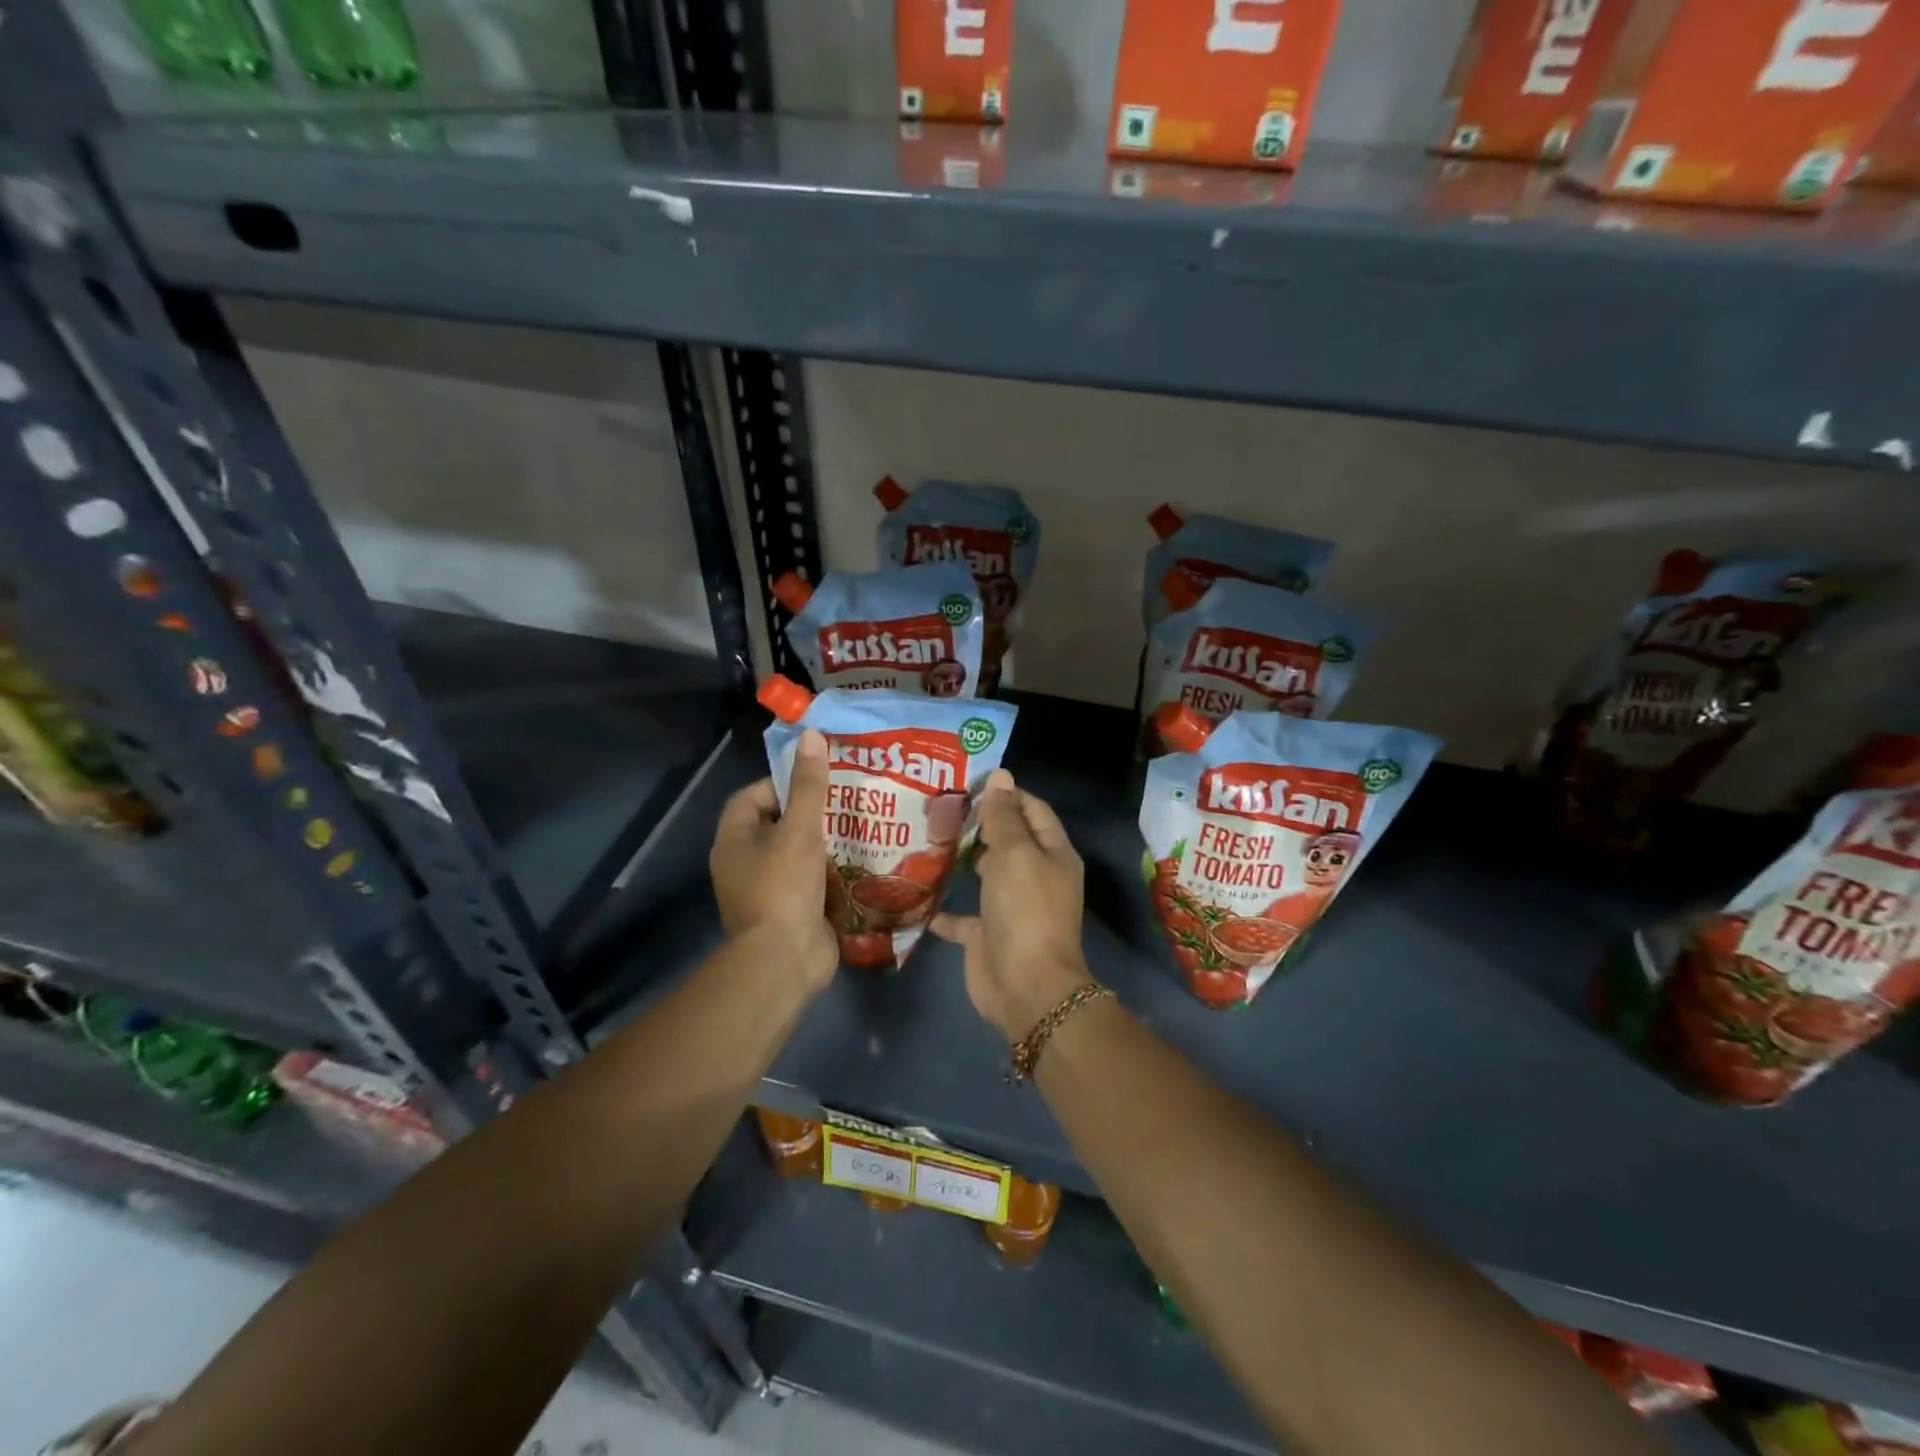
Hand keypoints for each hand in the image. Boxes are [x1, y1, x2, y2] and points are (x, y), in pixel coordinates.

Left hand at [710, 729, 836, 993]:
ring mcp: (767, 890)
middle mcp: (744, 863)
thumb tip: (811, 736)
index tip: (818, 780)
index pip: (754, 796)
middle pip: (778, 825)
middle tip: (848, 800)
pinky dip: (831, 871)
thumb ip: (808, 786)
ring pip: (797, 853)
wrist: (784, 962)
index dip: (783, 783)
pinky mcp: (790, 911)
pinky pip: (811, 880)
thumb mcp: (799, 830)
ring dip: (825, 842)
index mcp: (735, 840)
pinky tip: (861, 861)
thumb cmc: (783, 888)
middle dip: (811, 812)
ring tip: (861, 825)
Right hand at [932, 770, 1092, 1041]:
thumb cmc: (1025, 911)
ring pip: (984, 873)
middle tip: (936, 805)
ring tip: (923, 836)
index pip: (1031, 809)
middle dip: (976, 822)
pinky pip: (962, 916)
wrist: (1027, 988)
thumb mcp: (1015, 855)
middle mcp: (1034, 876)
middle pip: (1007, 839)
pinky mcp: (986, 935)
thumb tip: (1001, 776)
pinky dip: (942, 906)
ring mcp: (1010, 907)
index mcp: (1051, 853)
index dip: (1005, 793)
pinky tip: (915, 891)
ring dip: (960, 859)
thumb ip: (1003, 817)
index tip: (967, 781)